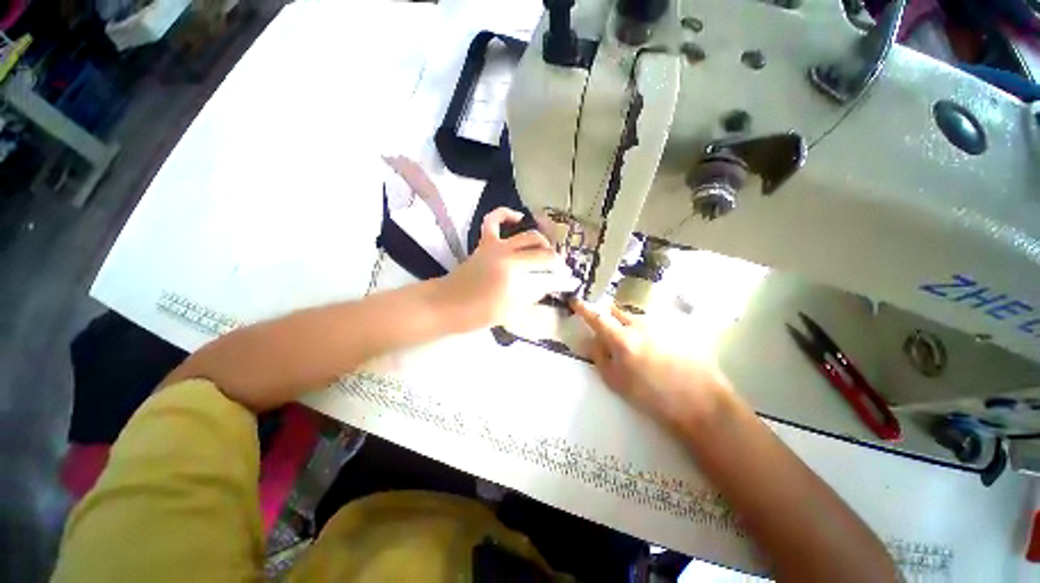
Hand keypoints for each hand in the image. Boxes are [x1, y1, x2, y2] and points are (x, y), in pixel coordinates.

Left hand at [435, 207, 572, 330]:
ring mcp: (497, 247)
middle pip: (544, 255)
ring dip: (544, 244)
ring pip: (530, 236)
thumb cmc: (477, 314)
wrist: (447, 305)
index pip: (549, 278)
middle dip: (558, 263)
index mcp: (516, 280)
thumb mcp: (511, 311)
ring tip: (548, 253)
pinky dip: (506, 214)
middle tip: (561, 271)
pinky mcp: (485, 243)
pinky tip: (518, 217)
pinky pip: (494, 220)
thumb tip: (550, 284)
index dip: (562, 281)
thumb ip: (533, 294)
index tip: (571, 283)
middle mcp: (510, 259)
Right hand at [571, 299, 734, 429]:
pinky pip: (654, 322)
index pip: (597, 317)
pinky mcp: (677, 326)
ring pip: (635, 317)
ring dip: (629, 324)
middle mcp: (640, 324)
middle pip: (616, 310)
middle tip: (607, 328)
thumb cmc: (653, 397)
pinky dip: (647, 330)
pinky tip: (657, 348)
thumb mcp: (616, 382)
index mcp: (622, 339)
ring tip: (637, 345)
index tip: (575, 301)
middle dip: (607, 316)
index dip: (583, 308)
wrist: (700, 402)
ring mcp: (660, 323)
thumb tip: (592, 339)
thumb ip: (599, 356)